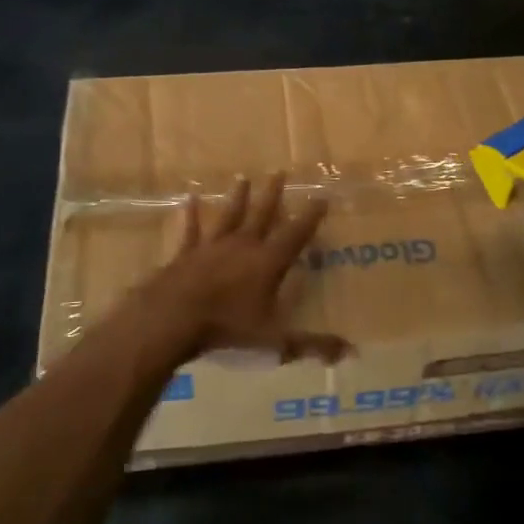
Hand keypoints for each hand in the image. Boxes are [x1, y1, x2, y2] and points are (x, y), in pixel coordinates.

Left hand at [135, 173, 348, 368]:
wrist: (173, 318)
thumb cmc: (227, 327)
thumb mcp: (275, 341)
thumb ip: (312, 345)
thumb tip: (350, 352)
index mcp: (267, 263)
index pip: (295, 235)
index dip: (310, 217)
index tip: (321, 196)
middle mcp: (243, 246)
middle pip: (262, 215)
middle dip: (273, 194)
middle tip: (280, 172)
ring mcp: (212, 247)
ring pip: (229, 216)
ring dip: (238, 198)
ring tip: (243, 178)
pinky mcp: (186, 254)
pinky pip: (191, 231)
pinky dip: (191, 215)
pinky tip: (189, 199)